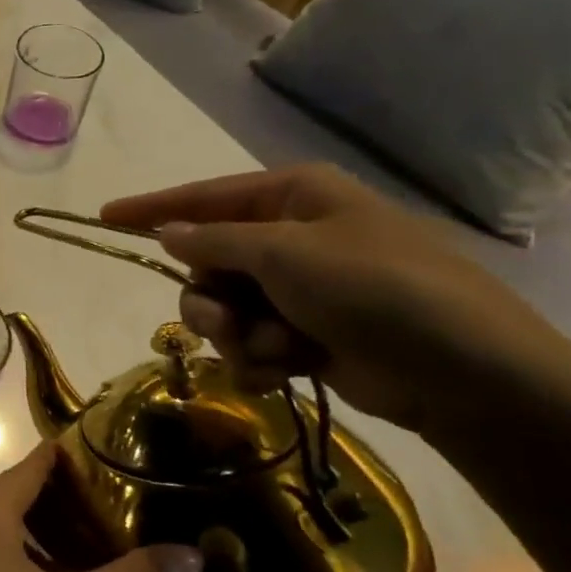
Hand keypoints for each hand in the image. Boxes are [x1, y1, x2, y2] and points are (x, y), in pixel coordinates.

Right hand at [102, 164, 570, 433]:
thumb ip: (216, 241)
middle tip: (230, 323)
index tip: (104, 217)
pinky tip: (286, 371)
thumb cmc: (377, 289)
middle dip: (210, 300)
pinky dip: (260, 360)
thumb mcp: (287, 254)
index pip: (203, 197)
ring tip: (277, 350)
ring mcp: (299, 289)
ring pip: (222, 309)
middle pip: (206, 263)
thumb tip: (167, 232)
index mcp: (293, 198)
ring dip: (238, 335)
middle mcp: (291, 238)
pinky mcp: (305, 334)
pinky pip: (249, 343)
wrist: (466, 373)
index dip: (152, 209)